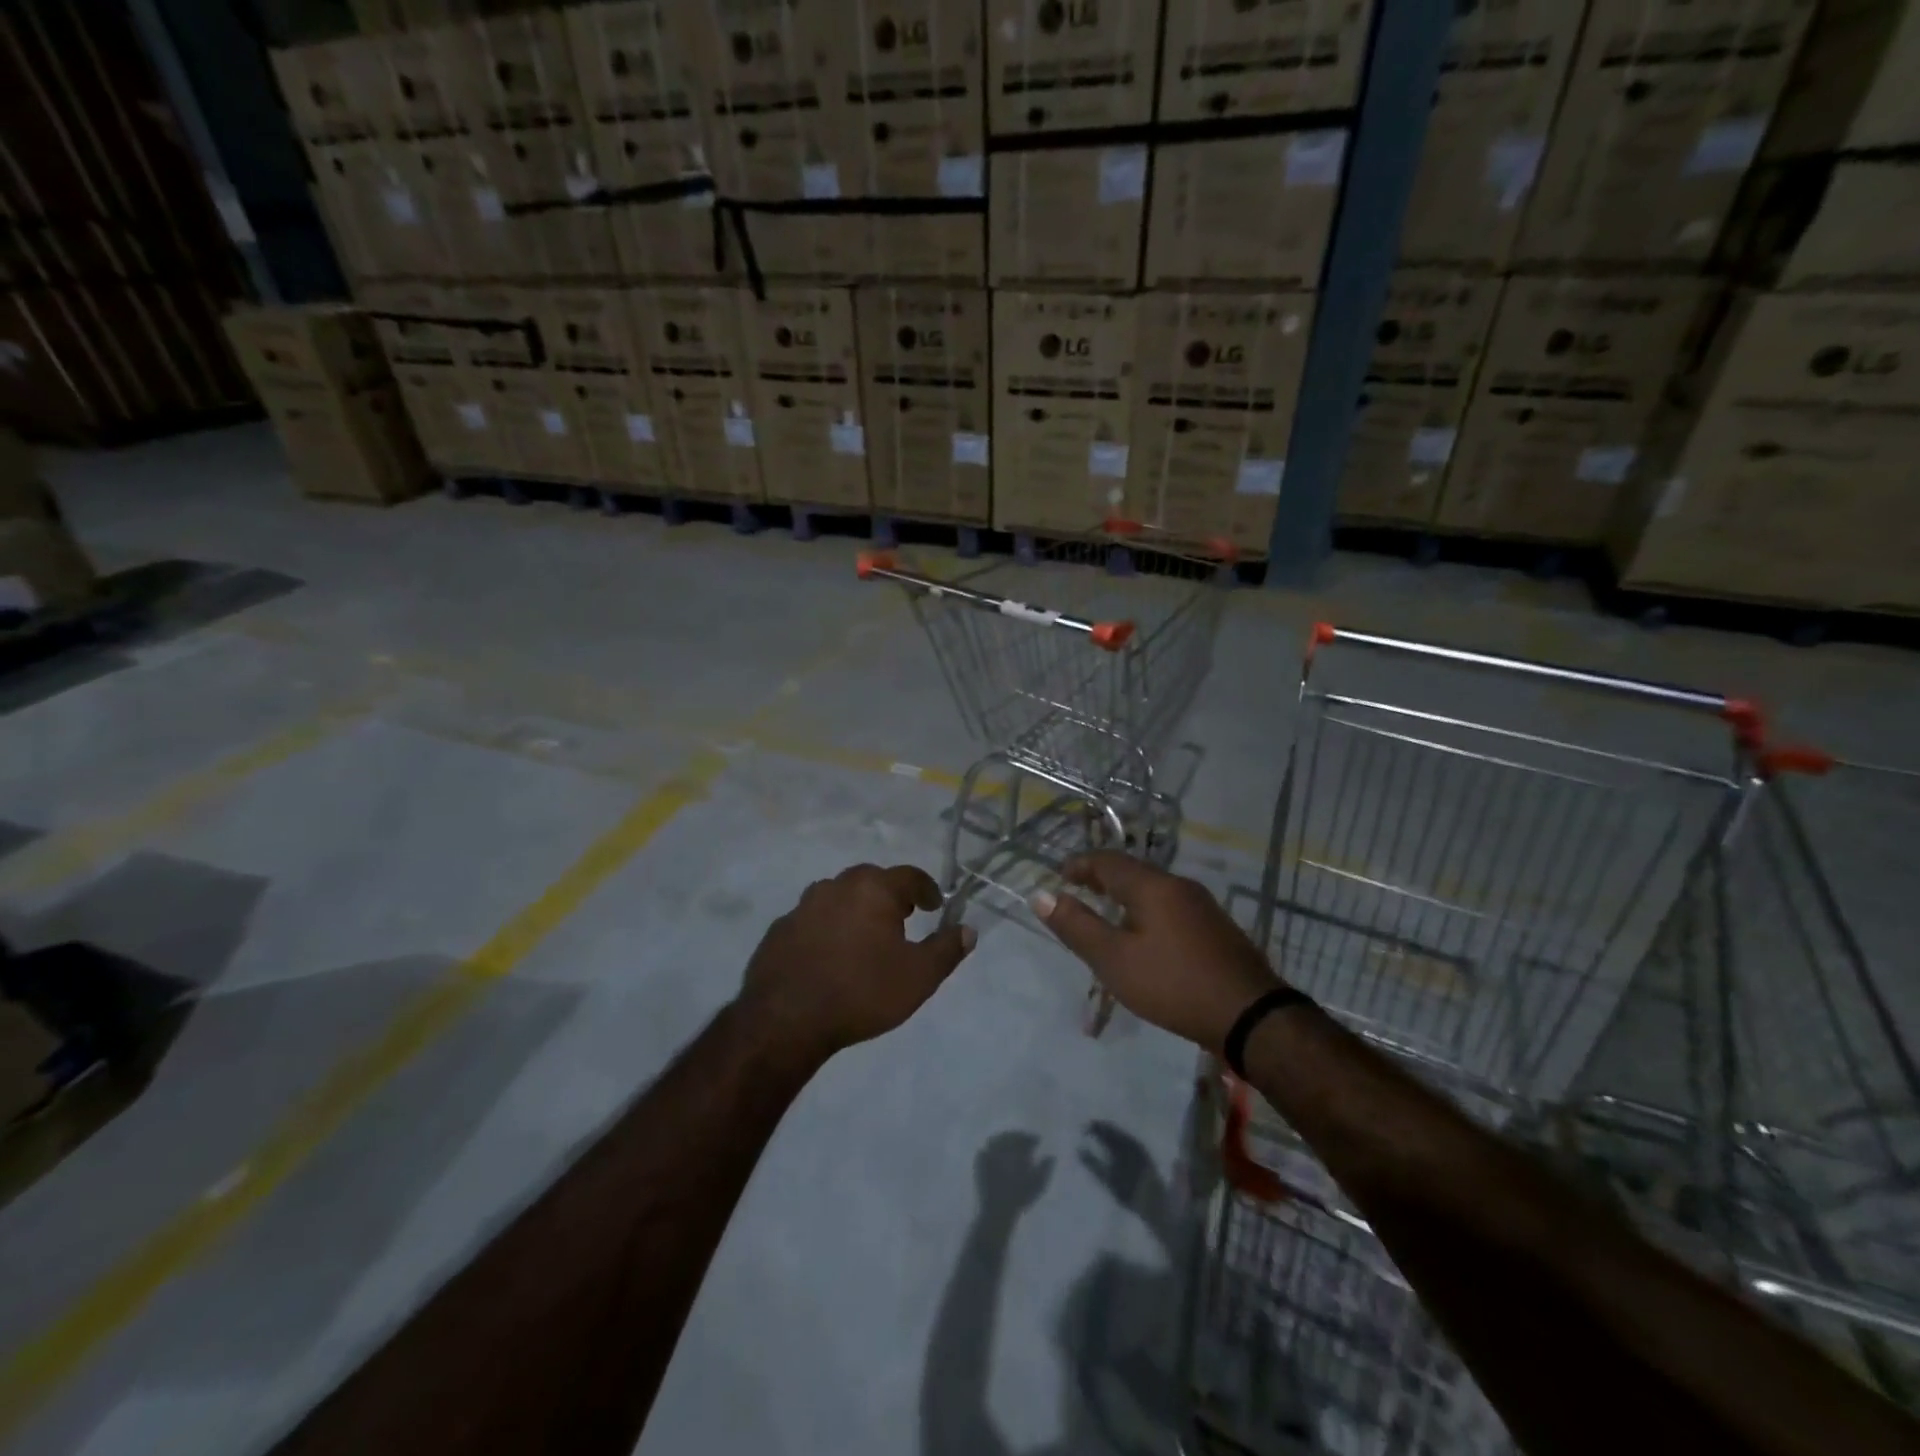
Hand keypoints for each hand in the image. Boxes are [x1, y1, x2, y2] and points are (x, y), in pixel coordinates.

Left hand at [738, 863, 974, 1064]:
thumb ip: (947, 949)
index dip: (927, 889)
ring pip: (839, 897)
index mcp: (873, 889)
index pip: (910, 876)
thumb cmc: (862, 992)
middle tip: (902, 919)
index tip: (935, 906)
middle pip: (872, 880)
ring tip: (865, 938)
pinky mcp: (780, 929)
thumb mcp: (918, 977)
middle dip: (890, 896)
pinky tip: (830, 956)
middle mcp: (837, 886)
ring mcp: (803, 906)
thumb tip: (968, 930)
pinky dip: (827, 928)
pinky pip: (813, 919)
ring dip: (856, 909)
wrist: (785, 1019)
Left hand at [975, 1131, 1052, 1212]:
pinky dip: (993, 1145)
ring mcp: (988, 1153)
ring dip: (1006, 1139)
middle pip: (1010, 1136)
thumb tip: (1051, 1155)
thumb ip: (1045, 1168)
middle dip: (1019, 1137)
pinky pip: (987, 1147)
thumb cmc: (1019, 1198)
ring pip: (998, 1139)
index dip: (1031, 1138)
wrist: (997, 1211)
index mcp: (1015, 1152)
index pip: (1024, 1138)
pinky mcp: (980, 1161)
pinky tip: (997, 1151)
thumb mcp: (1037, 1185)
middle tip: (1025, 1141)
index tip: (1037, 1140)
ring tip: (1012, 1145)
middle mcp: (1001, 1149)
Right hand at [1031, 852, 1278, 1050]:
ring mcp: (1202, 906)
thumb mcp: (1114, 960)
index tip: (1059, 876)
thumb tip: (1041, 896)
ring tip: (1106, 913)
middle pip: (1132, 871)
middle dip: (1102, 877)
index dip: (1080, 865)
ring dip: (1125, 894)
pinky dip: (1146, 909)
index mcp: (1152, 886)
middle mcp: (1179, 885)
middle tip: (1078, 891)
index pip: (1107, 861)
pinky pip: (1171, 905)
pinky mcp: (1216, 928)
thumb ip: (1077, 926)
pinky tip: (1145, 935)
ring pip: (1153, 888)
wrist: (1250, 1015)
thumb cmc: (1173, 984)